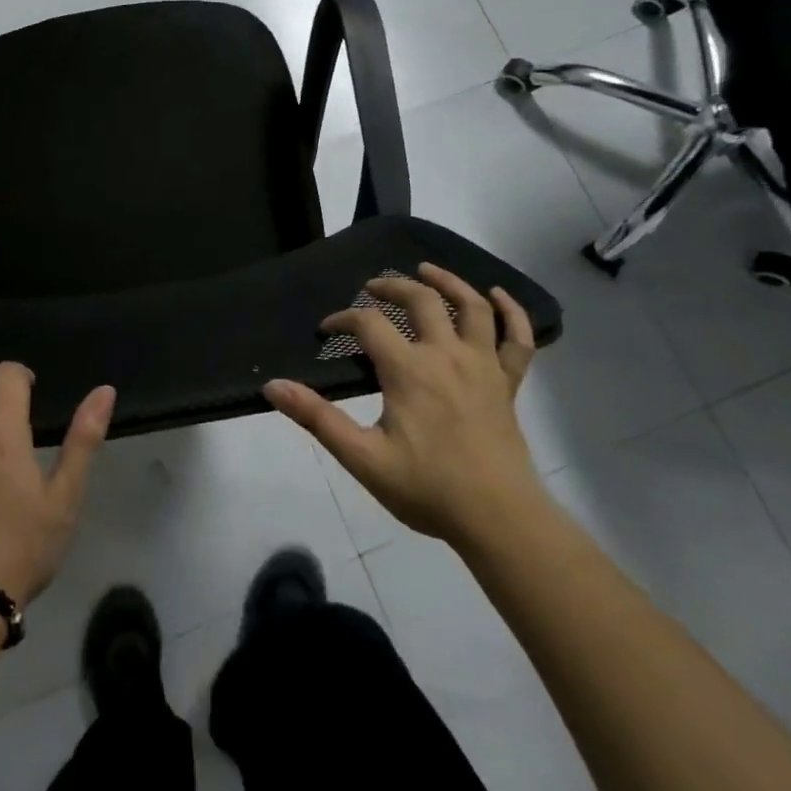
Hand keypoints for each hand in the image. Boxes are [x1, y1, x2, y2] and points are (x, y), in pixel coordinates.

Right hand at [264, 264, 543, 550]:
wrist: (500, 520)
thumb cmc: (428, 489)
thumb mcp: (363, 458)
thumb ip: (317, 418)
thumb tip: (272, 386)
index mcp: (409, 370)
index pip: (369, 323)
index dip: (343, 319)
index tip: (326, 331)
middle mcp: (447, 355)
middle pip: (422, 300)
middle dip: (391, 286)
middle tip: (372, 287)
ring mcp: (483, 366)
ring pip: (472, 307)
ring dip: (448, 282)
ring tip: (426, 270)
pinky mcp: (508, 384)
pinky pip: (518, 339)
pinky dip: (512, 312)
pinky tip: (499, 296)